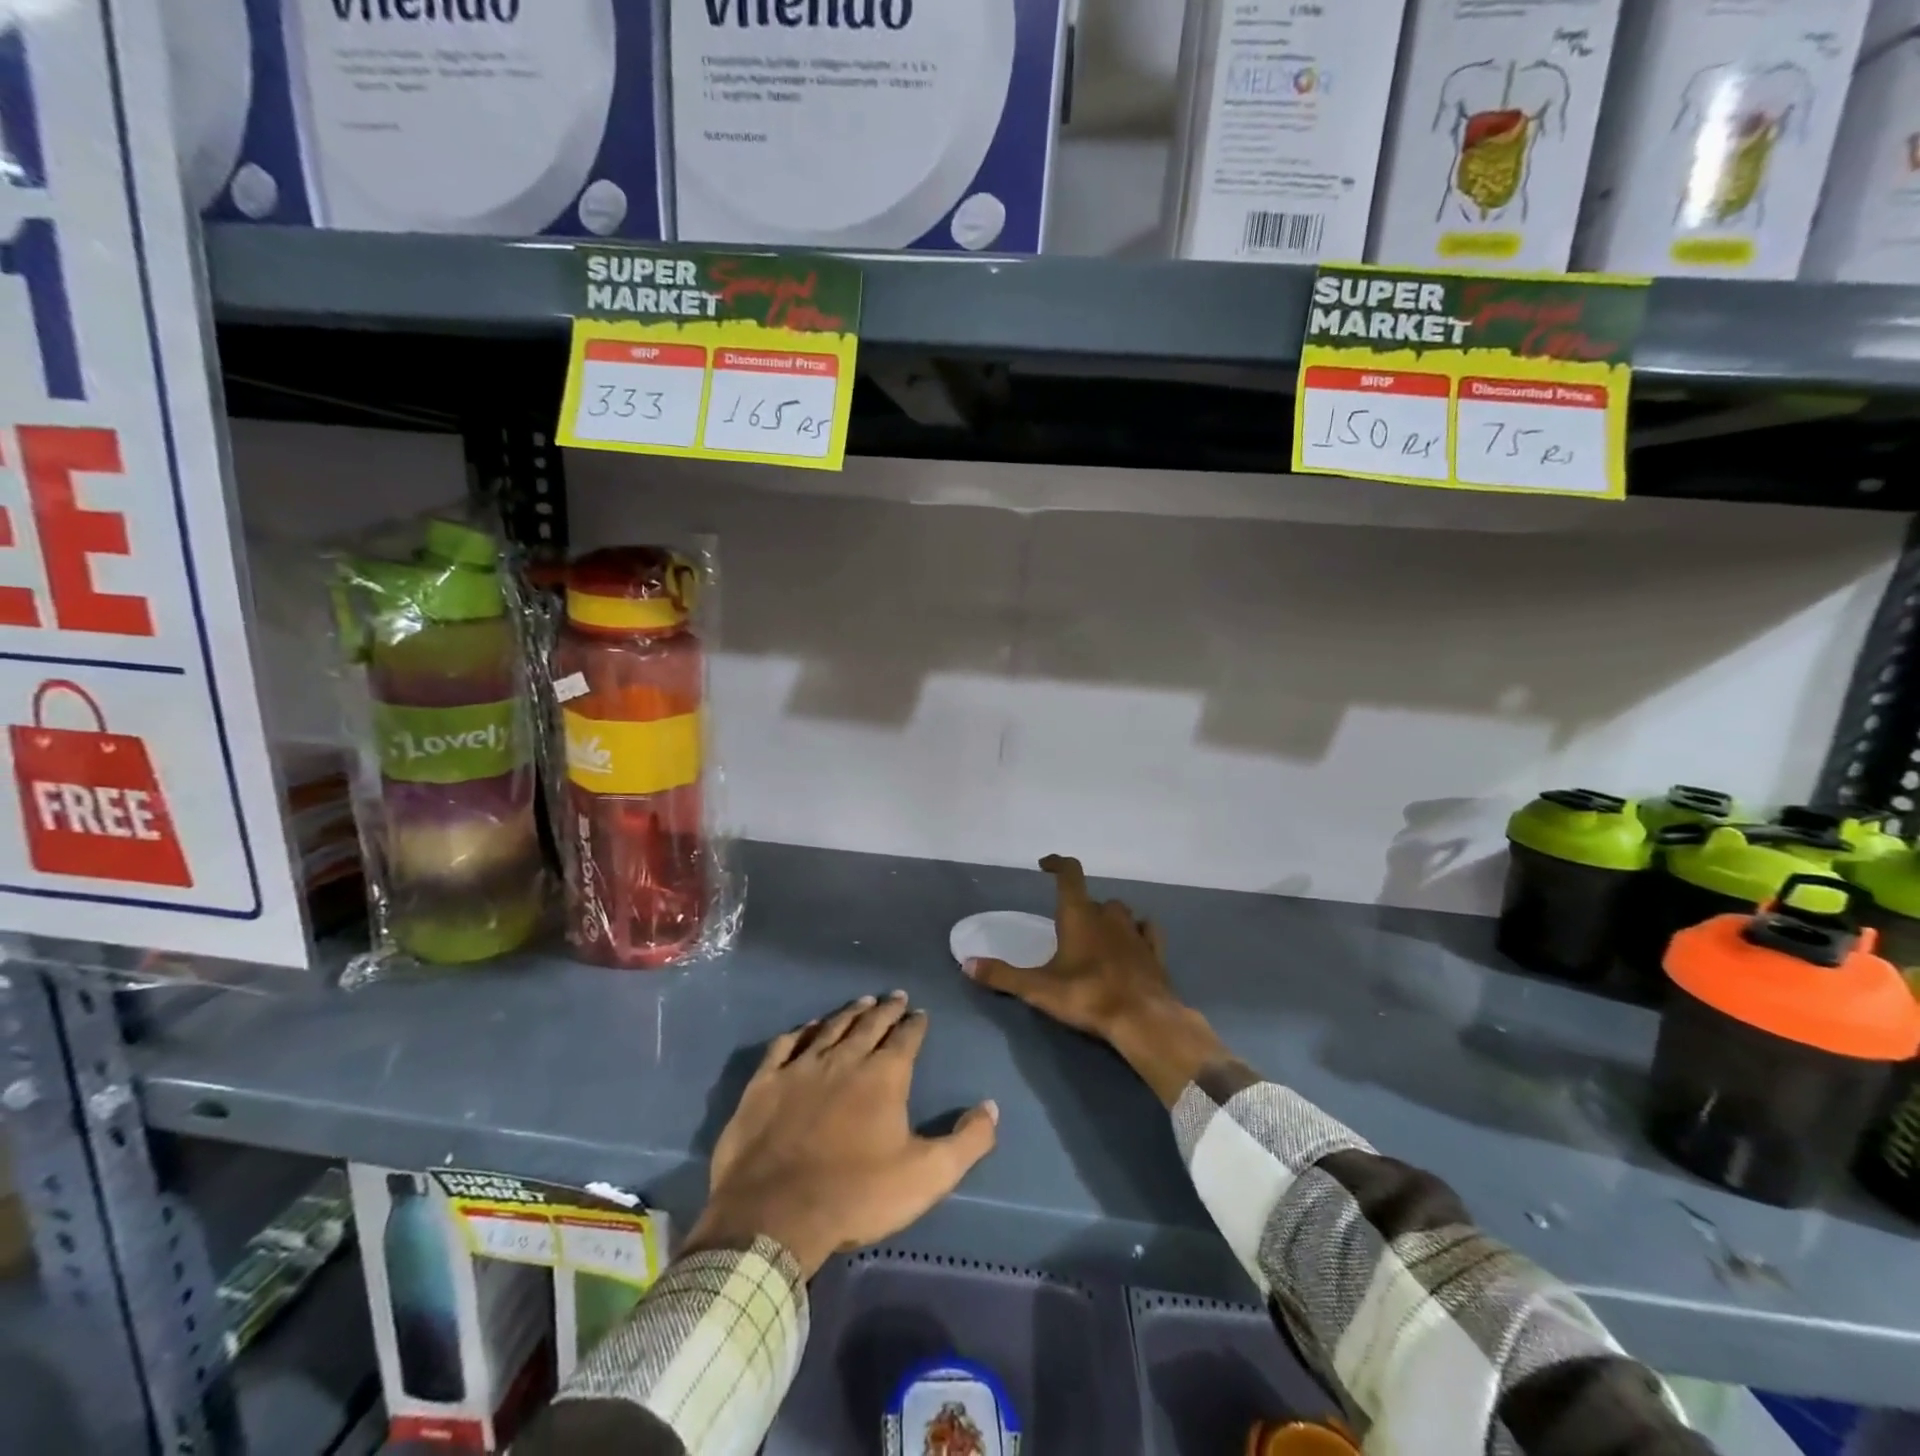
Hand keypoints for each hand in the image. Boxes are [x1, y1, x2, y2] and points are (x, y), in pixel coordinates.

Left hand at [684, 993, 997, 1278]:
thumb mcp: (927, 1176)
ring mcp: (801, 1067)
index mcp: (884, 1076)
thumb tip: (992, 1107)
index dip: (915, 1024)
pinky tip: (806, 1027)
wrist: (775, 1214)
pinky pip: (785, 1045)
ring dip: (849, 1013)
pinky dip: (799, 1032)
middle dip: (886, 1009)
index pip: (906, 1038)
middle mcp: (845, 1058)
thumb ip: (967, 1141)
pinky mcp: (766, 1083)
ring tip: (861, 1001)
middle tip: (895, 996)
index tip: (920, 1012)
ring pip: (830, 1027)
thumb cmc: (856, 1195)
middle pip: (869, 1024)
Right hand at [964, 854, 1227, 1105]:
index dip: (1057, 864)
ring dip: (1107, 918)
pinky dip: (1138, 932)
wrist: (1143, 1019)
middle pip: (1093, 899)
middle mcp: (1108, 916)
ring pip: (1120, 913)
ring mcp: (1135, 932)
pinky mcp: (1154, 952)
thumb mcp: (1038, 988)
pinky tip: (1133, 943)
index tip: (1045, 865)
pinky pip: (1147, 931)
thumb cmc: (1087, 996)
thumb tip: (967, 964)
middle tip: (1067, 926)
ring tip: (1096, 935)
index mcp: (1079, 915)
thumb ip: (1002, 975)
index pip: (1069, 874)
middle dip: (1080, 905)